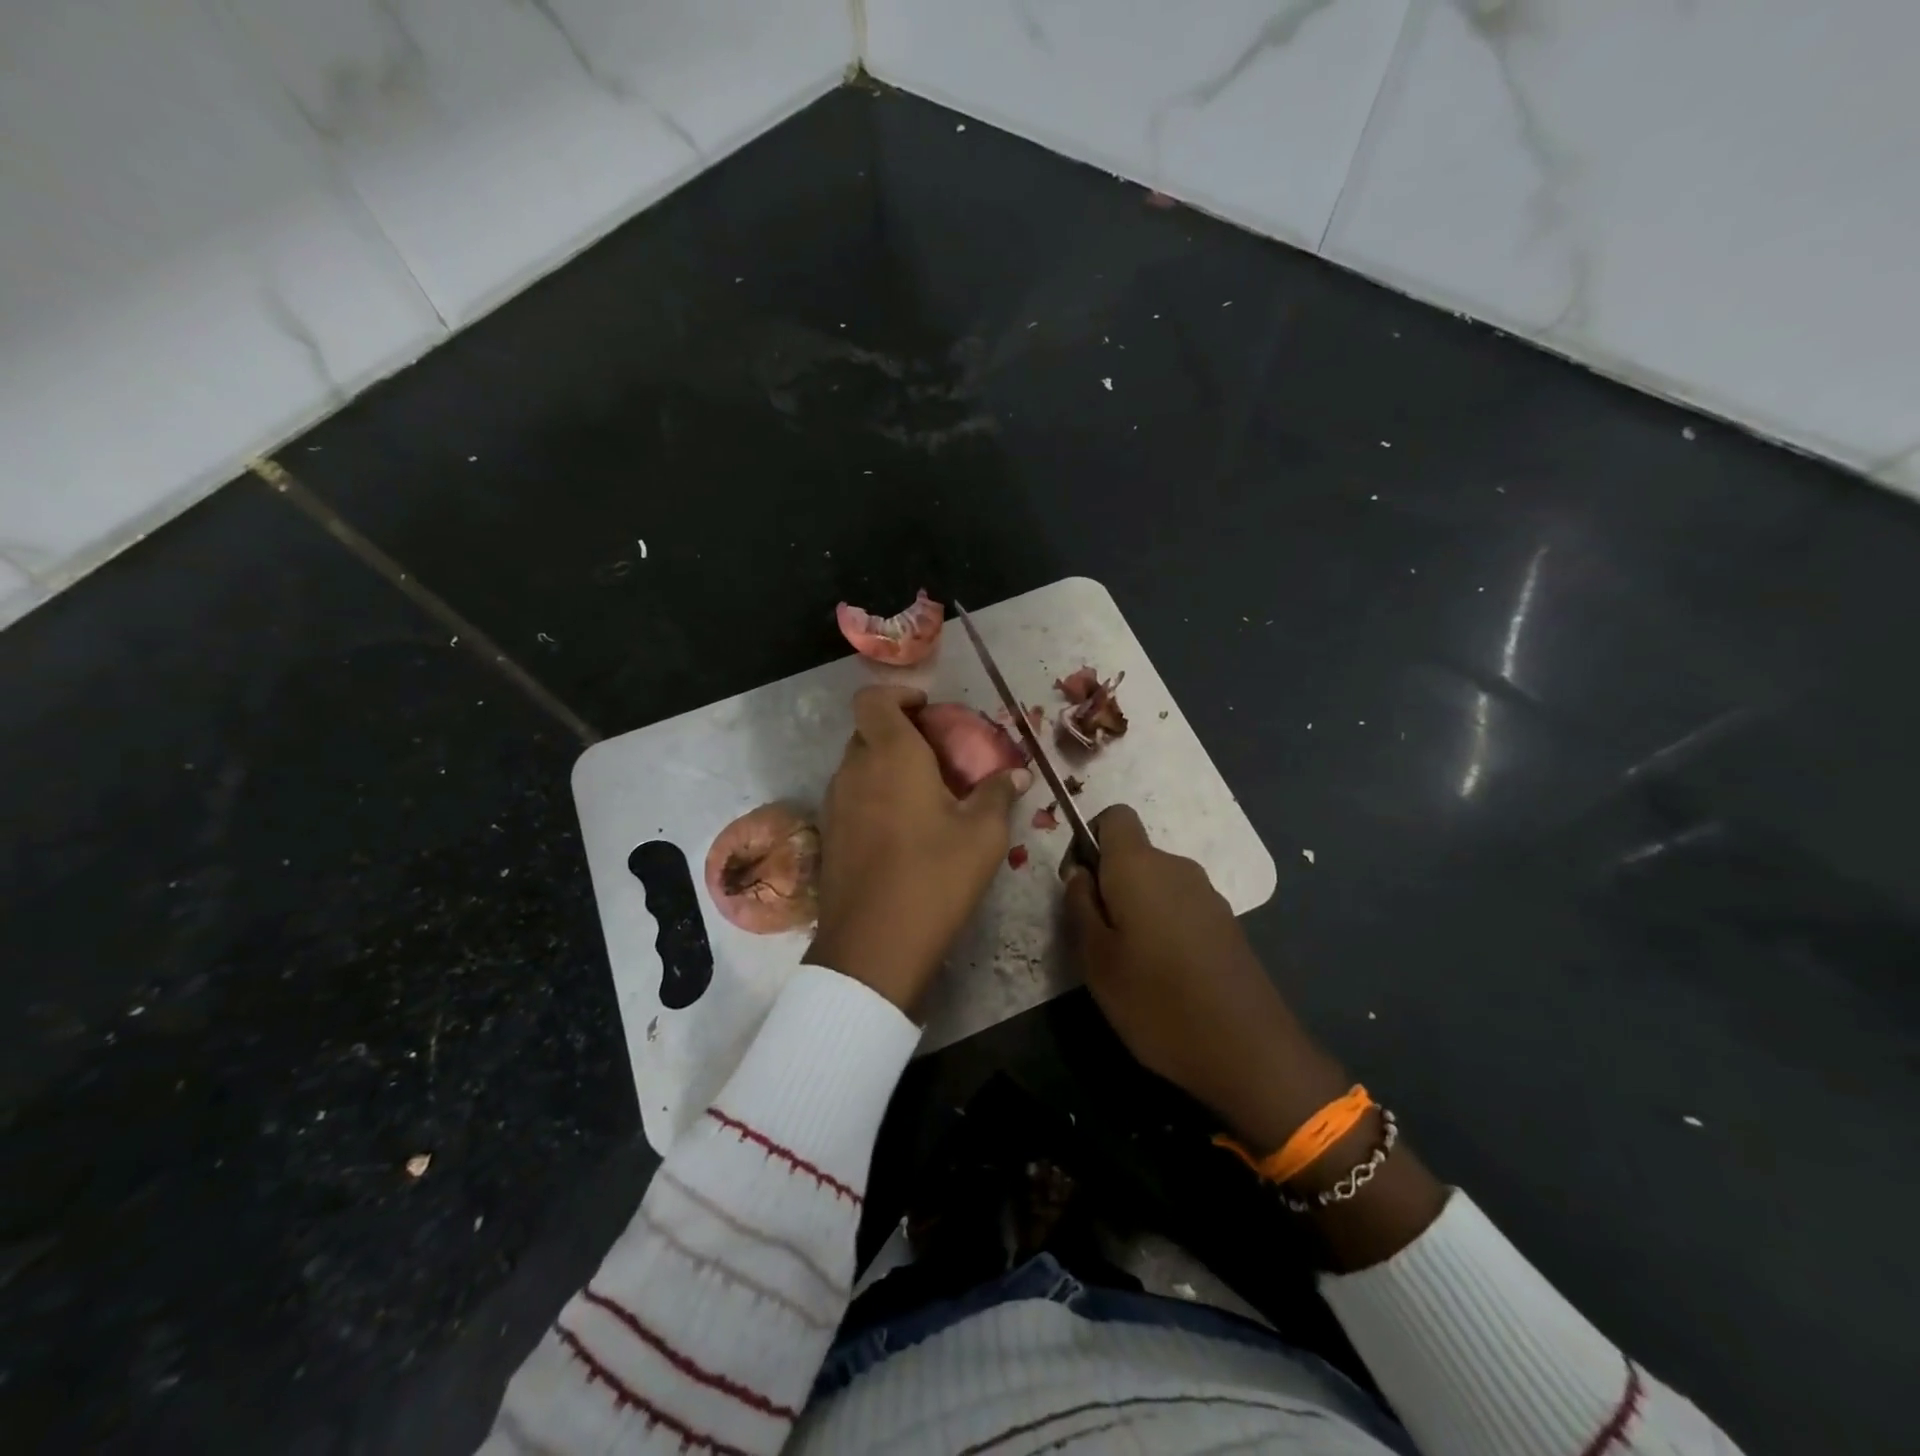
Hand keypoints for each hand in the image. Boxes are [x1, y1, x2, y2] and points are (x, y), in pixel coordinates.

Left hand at [805, 686, 1029, 1013]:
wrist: (874, 944)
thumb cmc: (934, 877)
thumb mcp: (982, 835)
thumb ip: (998, 794)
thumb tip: (1017, 775)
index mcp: (891, 755)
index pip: (874, 699)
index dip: (898, 695)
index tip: (928, 711)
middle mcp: (854, 770)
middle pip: (867, 731)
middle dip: (898, 732)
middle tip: (937, 756)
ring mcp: (835, 803)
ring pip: (857, 765)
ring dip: (885, 766)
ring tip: (923, 794)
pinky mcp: (828, 835)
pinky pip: (850, 796)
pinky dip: (873, 796)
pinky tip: (901, 829)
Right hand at [1065, 805, 1450, 1268]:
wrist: (1249, 1051)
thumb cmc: (1156, 1000)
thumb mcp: (1095, 958)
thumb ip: (1080, 905)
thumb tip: (1080, 873)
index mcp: (1140, 865)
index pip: (1113, 816)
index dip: (1089, 839)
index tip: (1079, 884)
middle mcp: (1177, 867)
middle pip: (1133, 853)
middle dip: (1109, 883)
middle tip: (1096, 938)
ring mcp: (1208, 895)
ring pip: (1156, 883)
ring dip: (1136, 907)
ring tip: (1129, 963)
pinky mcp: (1226, 923)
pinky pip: (1181, 905)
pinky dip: (1163, 925)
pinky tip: (1164, 973)